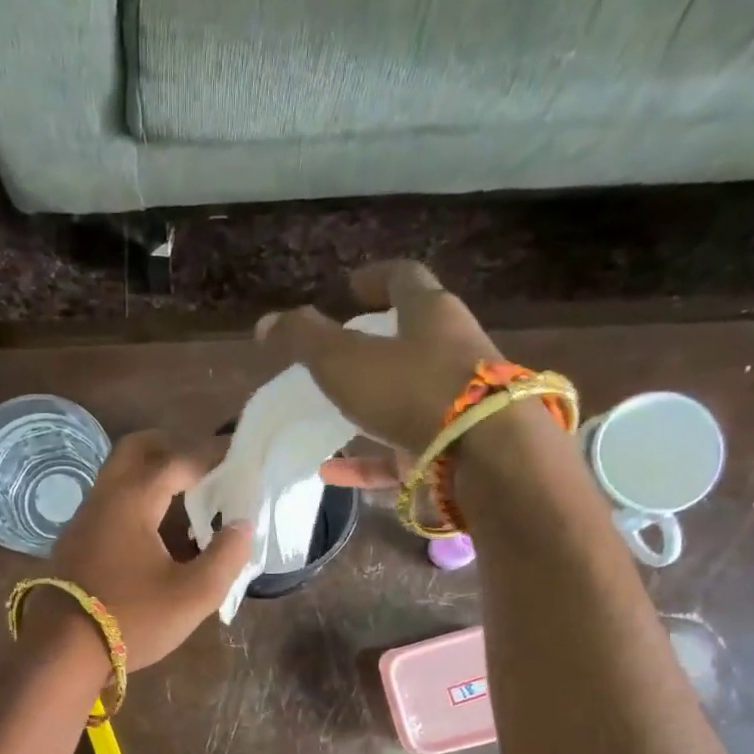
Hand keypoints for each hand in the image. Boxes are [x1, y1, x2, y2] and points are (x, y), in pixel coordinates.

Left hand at [42, 431, 251, 670]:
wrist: (62, 652)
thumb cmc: (132, 619)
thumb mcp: (193, 594)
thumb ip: (225, 556)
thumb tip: (243, 525)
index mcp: (133, 500)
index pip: (177, 459)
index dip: (210, 454)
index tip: (237, 455)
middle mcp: (104, 497)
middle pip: (137, 449)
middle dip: (172, 447)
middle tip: (204, 463)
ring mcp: (84, 520)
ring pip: (118, 476)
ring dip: (152, 474)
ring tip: (187, 496)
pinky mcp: (75, 543)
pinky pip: (110, 503)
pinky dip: (137, 499)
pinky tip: (156, 530)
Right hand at [257, 260, 503, 460]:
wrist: (487, 458)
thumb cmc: (413, 390)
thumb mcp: (345, 360)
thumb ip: (303, 340)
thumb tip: (266, 323)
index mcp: (432, 315)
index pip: (405, 280)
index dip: (375, 279)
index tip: (350, 287)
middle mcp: (453, 352)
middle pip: (415, 339)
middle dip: (380, 344)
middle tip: (343, 353)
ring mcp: (457, 406)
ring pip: (410, 399)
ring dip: (373, 407)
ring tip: (333, 418)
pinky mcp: (453, 452)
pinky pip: (401, 454)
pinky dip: (366, 462)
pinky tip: (331, 473)